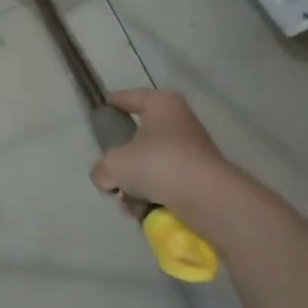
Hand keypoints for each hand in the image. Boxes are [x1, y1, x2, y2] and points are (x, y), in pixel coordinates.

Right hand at [91, 89, 266, 234]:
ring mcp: (195, 150)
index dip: (115, 101)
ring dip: (138, 183)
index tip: (103, 107)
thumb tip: (106, 179)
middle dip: (125, 158)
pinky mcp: (202, 177)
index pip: (132, 97)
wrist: (206, 197)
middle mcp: (181, 122)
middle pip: (143, 136)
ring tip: (126, 202)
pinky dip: (155, 195)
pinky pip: (169, 182)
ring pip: (155, 163)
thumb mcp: (114, 165)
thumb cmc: (156, 163)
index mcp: (161, 104)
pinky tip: (143, 211)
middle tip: (111, 172)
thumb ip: (102, 170)